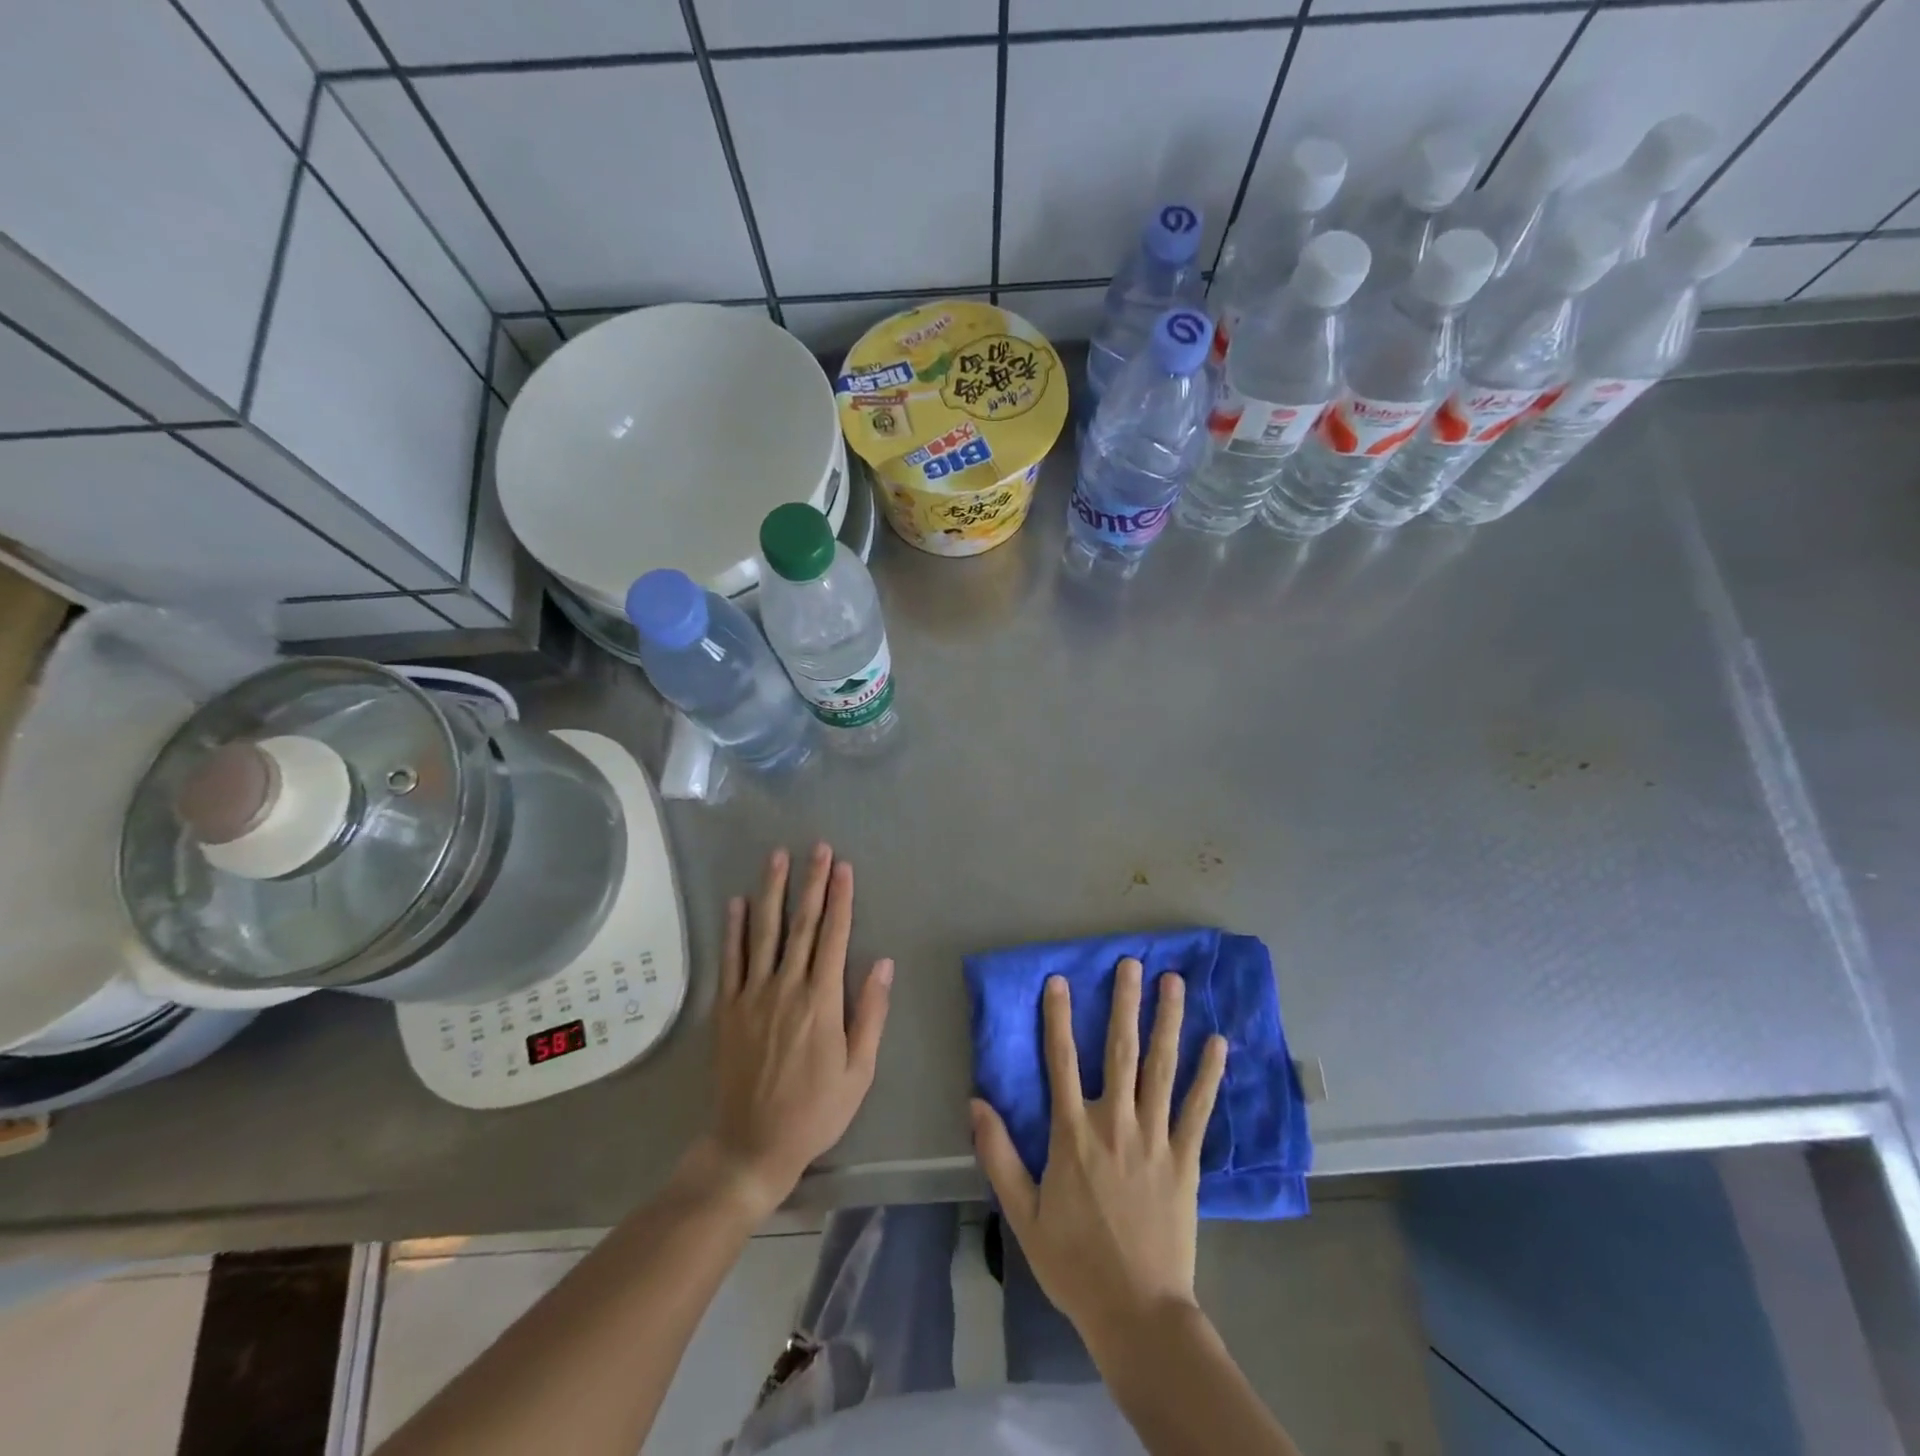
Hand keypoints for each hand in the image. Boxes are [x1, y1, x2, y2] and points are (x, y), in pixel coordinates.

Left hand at [703, 844, 892, 1218]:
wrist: (752, 1145)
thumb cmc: (816, 1110)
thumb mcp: (860, 1070)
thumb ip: (870, 1013)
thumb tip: (882, 963)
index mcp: (822, 1001)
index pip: (834, 937)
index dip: (840, 899)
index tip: (843, 867)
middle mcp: (786, 988)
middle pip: (801, 925)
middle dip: (811, 883)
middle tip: (817, 847)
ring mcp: (752, 996)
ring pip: (763, 932)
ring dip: (772, 891)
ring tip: (776, 857)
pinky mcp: (727, 1009)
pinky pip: (730, 960)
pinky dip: (734, 929)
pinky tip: (737, 902)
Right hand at [972, 959, 1226, 1344]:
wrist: (1137, 1313)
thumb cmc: (1074, 1263)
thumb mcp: (1023, 1215)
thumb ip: (999, 1156)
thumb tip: (976, 1102)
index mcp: (1072, 1135)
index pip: (1061, 1061)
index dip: (1058, 1017)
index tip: (1059, 980)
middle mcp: (1114, 1124)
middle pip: (1119, 1051)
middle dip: (1124, 1003)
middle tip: (1132, 963)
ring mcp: (1154, 1138)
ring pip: (1161, 1068)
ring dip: (1167, 1022)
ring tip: (1174, 982)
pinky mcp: (1186, 1159)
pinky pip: (1198, 1109)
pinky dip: (1208, 1075)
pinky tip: (1219, 1043)